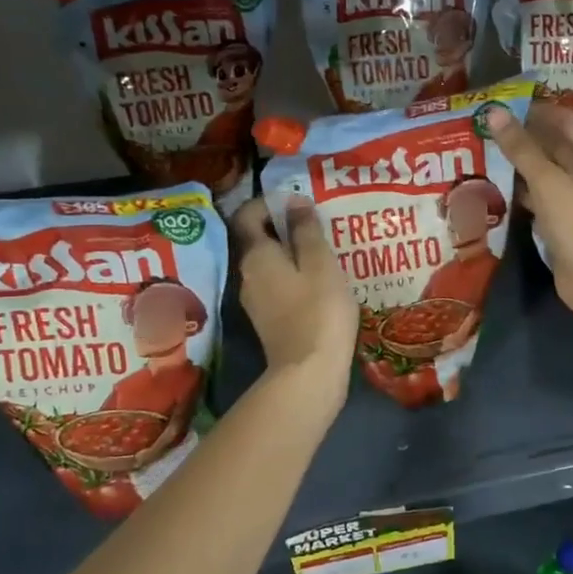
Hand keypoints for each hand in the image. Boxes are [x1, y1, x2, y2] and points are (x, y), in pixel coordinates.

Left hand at [231, 196, 356, 414]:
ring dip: (292, 254)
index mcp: (256, 256)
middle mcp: (248, 275)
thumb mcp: (319, 263)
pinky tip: (321, 284)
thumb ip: (306, 230)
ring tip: (325, 252)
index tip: (300, 201)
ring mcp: (256, 301)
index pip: (247, 215)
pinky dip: (295, 277)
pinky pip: (278, 286)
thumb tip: (294, 201)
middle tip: (318, 224)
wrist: (309, 373)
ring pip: (270, 265)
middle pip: (258, 240)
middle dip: (284, 227)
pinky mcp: (269, 321)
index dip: (270, 202)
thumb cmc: (318, 310)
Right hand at [479, 101, 572, 315]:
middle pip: (556, 143)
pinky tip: (497, 185)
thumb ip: (520, 148)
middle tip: (485, 128)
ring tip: (484, 151)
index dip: (536, 110)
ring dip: (521, 163)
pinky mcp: (567, 217)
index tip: (502, 106)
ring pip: (547, 170)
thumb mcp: (547, 182)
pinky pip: (544, 194)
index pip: (566, 119)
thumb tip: (493, 112)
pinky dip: (524, 189)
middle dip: (524, 137)